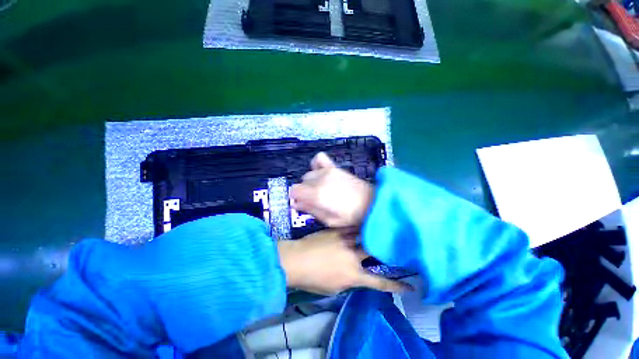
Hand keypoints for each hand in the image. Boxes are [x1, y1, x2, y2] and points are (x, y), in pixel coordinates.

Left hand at [277, 230, 407, 294]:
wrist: (296, 260)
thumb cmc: (313, 279)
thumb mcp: (334, 288)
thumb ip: (349, 280)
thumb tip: (356, 274)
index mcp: (353, 275)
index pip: (380, 281)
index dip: (396, 284)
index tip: (410, 285)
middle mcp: (353, 256)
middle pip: (374, 250)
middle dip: (384, 249)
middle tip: (392, 247)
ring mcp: (345, 240)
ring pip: (364, 235)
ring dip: (371, 235)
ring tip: (380, 231)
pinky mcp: (337, 230)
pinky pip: (351, 227)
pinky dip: (358, 228)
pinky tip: (362, 224)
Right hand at [290, 152, 373, 227]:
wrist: (372, 202)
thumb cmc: (351, 216)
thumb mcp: (329, 220)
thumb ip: (310, 210)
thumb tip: (295, 203)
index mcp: (317, 194)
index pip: (294, 190)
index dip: (296, 197)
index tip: (303, 204)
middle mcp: (320, 179)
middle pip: (302, 182)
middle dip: (305, 192)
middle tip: (316, 200)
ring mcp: (328, 171)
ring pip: (309, 174)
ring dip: (311, 182)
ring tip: (321, 189)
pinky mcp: (335, 167)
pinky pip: (319, 158)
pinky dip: (316, 165)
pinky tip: (321, 172)